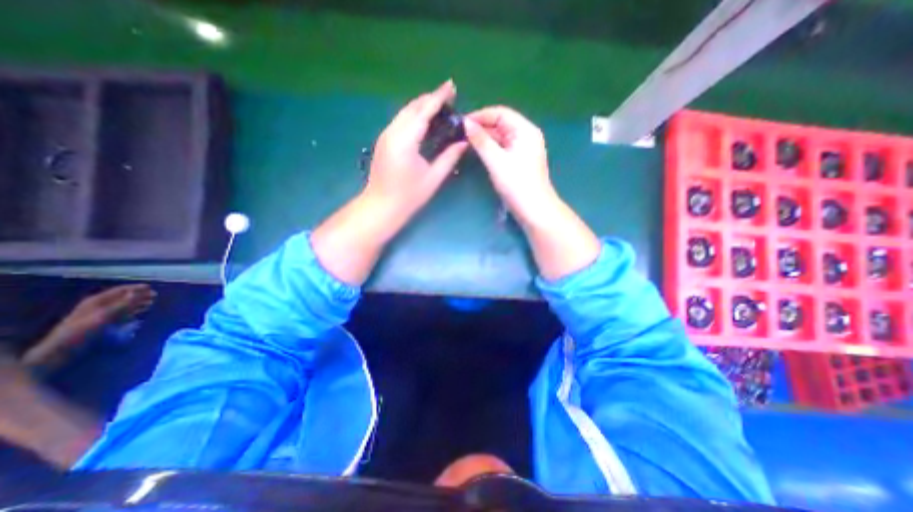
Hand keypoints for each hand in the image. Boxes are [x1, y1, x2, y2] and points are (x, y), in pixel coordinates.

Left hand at [21, 283, 156, 368]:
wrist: (62, 351)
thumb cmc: (81, 331)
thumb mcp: (103, 316)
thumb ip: (123, 304)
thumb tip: (140, 291)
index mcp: (97, 301)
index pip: (120, 290)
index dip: (136, 288)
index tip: (151, 287)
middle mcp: (99, 306)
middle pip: (123, 298)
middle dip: (139, 296)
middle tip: (155, 296)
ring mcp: (100, 316)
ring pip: (123, 307)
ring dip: (138, 305)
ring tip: (151, 304)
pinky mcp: (102, 324)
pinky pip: (121, 316)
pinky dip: (132, 314)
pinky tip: (140, 316)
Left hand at [366, 78, 469, 217]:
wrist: (381, 206)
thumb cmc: (408, 196)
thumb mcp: (433, 178)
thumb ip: (449, 157)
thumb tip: (464, 142)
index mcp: (405, 140)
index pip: (423, 111)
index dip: (438, 97)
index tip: (451, 86)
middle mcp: (392, 132)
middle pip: (412, 107)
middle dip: (430, 99)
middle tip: (449, 97)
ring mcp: (385, 135)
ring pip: (405, 112)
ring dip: (421, 106)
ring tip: (440, 107)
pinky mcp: (384, 141)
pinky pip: (401, 121)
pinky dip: (414, 116)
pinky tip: (424, 121)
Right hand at [467, 105, 552, 220]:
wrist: (533, 210)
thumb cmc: (517, 184)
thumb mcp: (496, 161)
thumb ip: (481, 141)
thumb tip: (466, 123)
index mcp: (525, 130)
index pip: (500, 113)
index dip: (480, 115)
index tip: (461, 122)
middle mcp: (526, 135)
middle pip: (501, 124)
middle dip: (481, 127)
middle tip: (460, 133)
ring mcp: (523, 149)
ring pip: (500, 137)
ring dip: (484, 138)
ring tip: (465, 141)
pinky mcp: (519, 161)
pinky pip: (502, 148)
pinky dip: (490, 148)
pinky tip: (477, 151)